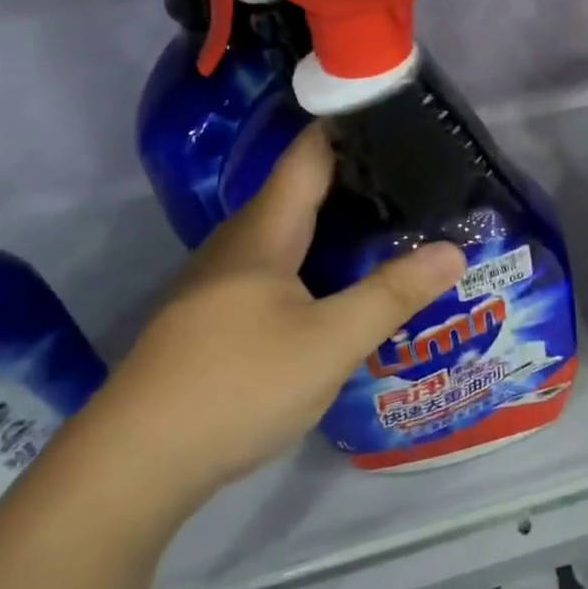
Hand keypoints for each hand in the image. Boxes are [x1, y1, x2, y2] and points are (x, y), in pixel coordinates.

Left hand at [86, 124, 464, 511]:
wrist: (132, 468)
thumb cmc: (235, 387)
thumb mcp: (329, 343)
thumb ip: (393, 294)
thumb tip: (454, 250)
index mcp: (264, 232)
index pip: (310, 153)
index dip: (352, 128)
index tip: (404, 120)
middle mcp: (239, 244)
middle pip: (302, 190)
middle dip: (358, 178)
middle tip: (420, 181)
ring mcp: (221, 282)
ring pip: (289, 232)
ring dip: (338, 222)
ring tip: (395, 225)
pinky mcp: (216, 316)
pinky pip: (279, 266)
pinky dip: (319, 257)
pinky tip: (345, 282)